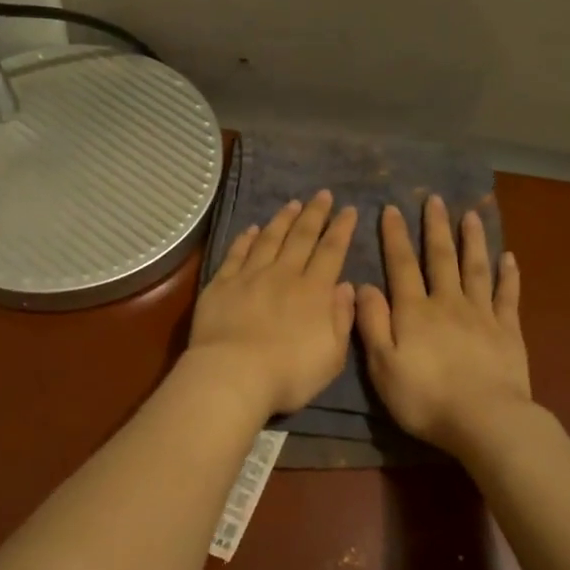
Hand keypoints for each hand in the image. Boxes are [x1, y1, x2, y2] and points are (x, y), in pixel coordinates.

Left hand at [187, 191, 358, 417]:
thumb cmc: (289, 374)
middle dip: (315, 214)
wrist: (234, 375)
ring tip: (292, 203)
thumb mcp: (332, 355)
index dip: (341, 229)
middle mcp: (284, 275)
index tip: (348, 210)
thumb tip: (346, 286)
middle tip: (322, 194)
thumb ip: (341, 318)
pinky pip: (236, 253)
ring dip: (283, 219)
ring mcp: (250, 276)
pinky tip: (252, 228)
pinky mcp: (221, 284)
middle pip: (301, 237)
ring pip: (270, 239)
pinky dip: (246, 238)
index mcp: (314, 292)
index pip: (332, 252)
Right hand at [356, 195, 531, 453]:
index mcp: (414, 311)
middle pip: (441, 258)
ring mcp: (481, 314)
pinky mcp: (508, 331)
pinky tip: (509, 258)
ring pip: (476, 268)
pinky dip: (508, 275)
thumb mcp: (383, 365)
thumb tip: (363, 285)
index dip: (396, 236)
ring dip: (472, 240)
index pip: (402, 265)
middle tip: (435, 199)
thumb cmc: (425, 398)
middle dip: (436, 227)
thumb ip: (372, 323)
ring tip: (471, 215)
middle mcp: (447, 303)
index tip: (393, 209)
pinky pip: (508, 295)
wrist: (485, 420)